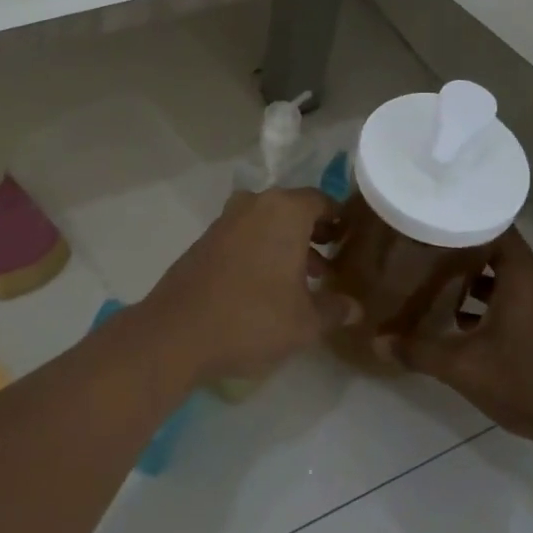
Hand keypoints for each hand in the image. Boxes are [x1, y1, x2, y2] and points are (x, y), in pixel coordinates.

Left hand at [143, 188, 353, 384]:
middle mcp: (255, 204)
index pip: (321, 201)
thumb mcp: (305, 322)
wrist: (177, 332)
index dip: (338, 220)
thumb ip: (334, 309)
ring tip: (302, 280)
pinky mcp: (205, 239)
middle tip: (329, 262)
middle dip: (312, 233)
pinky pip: (244, 235)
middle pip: (292, 209)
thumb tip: (355, 307)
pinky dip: (260, 249)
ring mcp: (226, 220)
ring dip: (285, 243)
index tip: (350, 241)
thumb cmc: (253, 318)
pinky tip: (266, 285)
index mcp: (285, 211)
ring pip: (266, 222)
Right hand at [383, 228, 532, 455]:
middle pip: (497, 248)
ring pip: (506, 275)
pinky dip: (491, 299)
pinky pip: (516, 296)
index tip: (431, 216)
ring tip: (435, 279)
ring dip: (475, 276)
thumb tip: (377, 342)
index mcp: (522, 276)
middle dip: (461, 247)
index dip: (463, 218)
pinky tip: (462, 319)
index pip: (494, 224)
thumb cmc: (527, 383)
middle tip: (423, 246)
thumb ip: (420, 351)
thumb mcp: (464, 368)